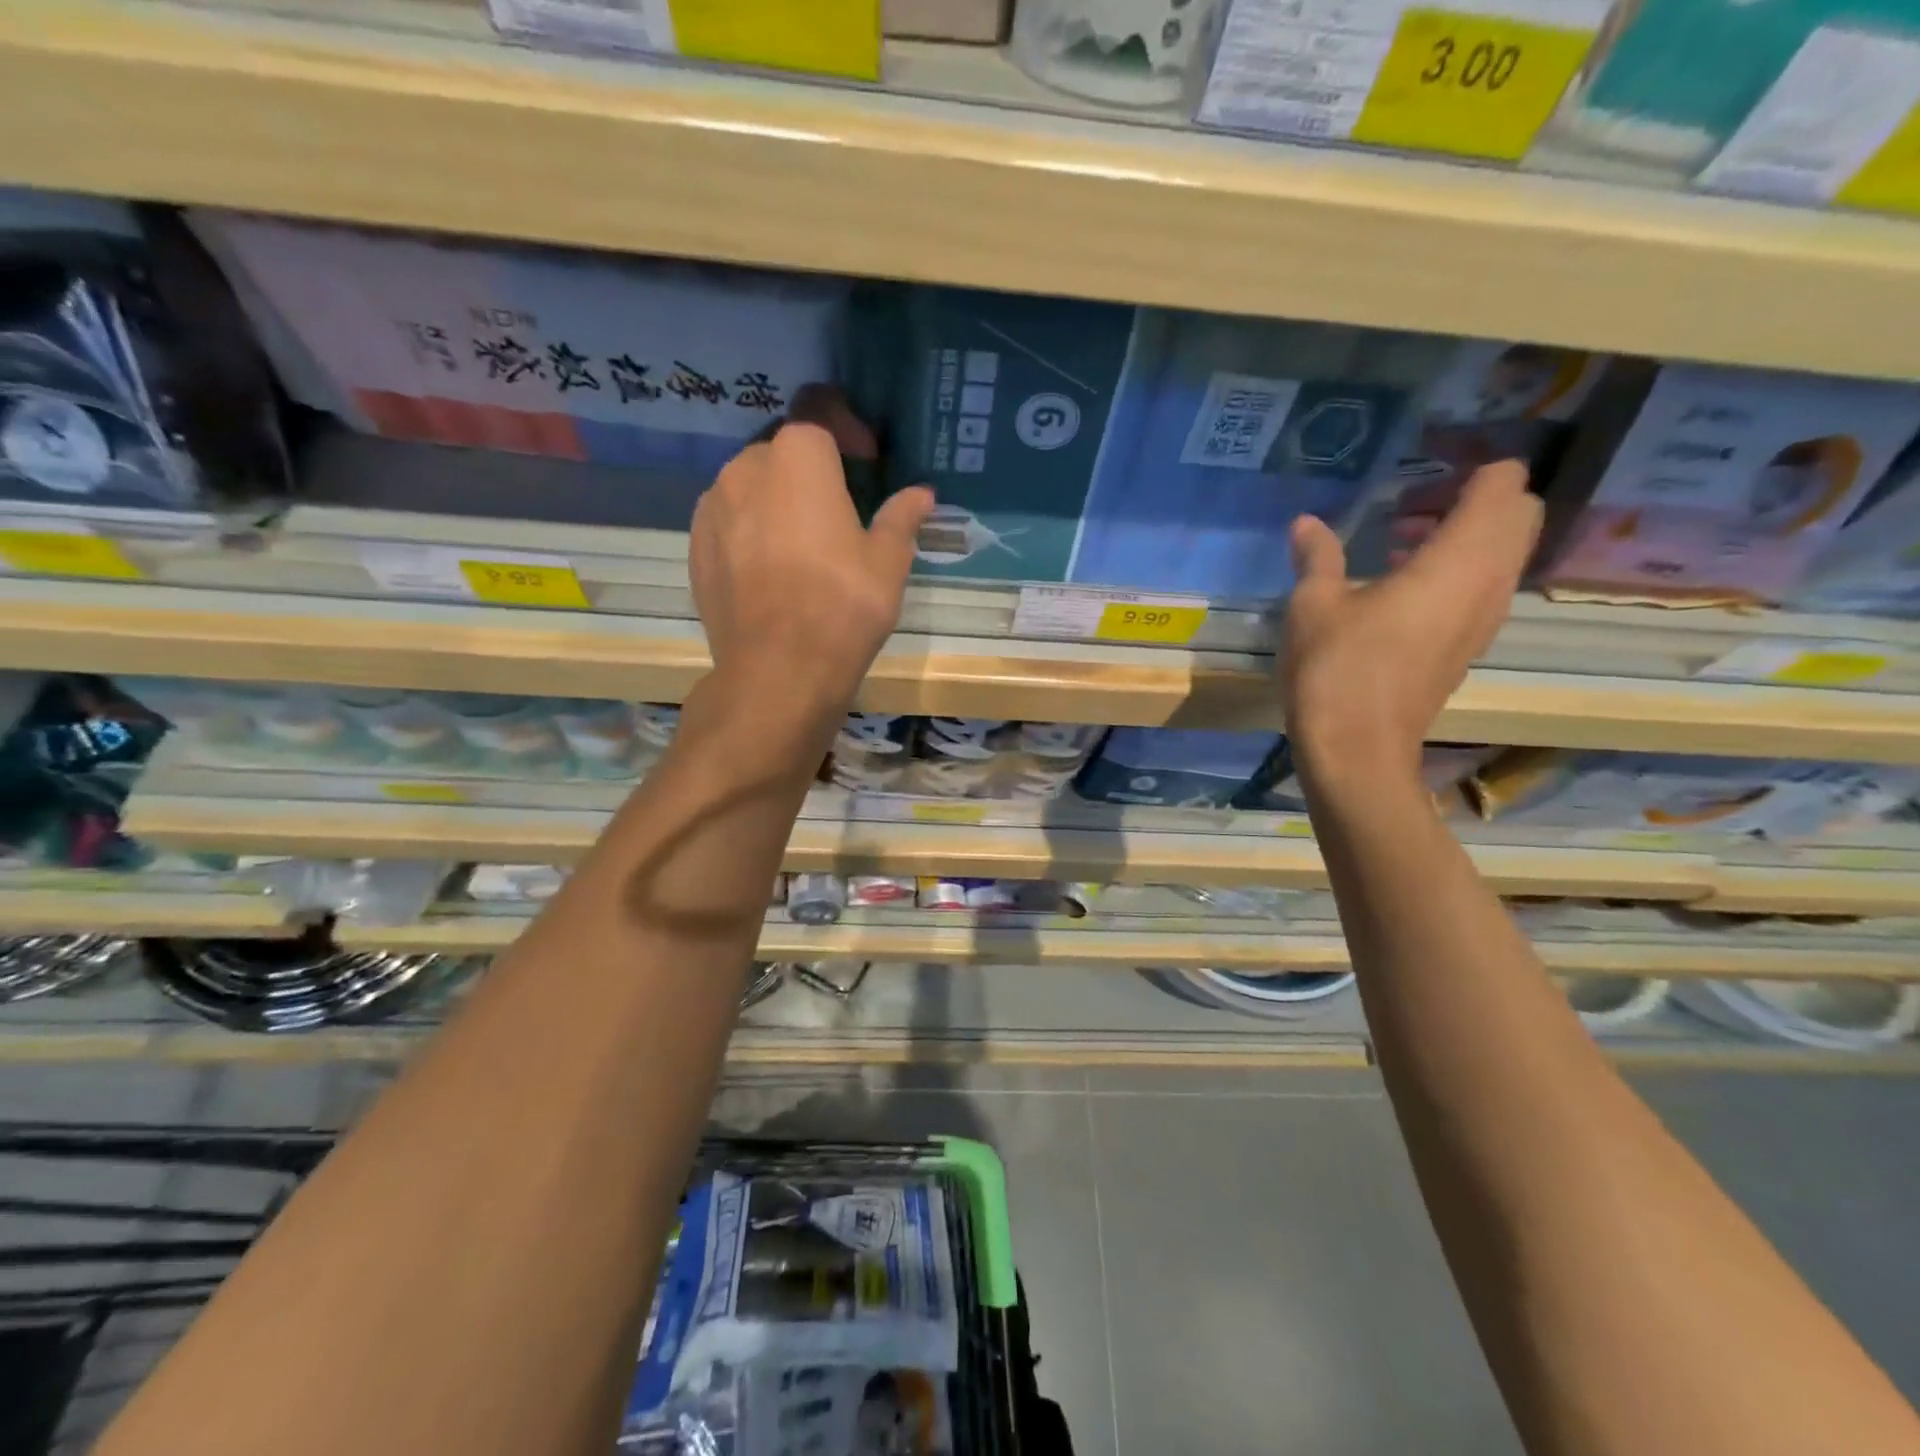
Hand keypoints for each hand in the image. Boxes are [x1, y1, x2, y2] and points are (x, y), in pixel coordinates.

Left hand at [691, 393, 933, 720]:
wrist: (778, 670)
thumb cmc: (843, 606)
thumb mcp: (887, 562)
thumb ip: (901, 518)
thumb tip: (922, 494)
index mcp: (798, 458)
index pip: (820, 413)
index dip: (847, 429)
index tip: (869, 460)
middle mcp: (745, 468)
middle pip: (782, 451)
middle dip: (812, 469)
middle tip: (841, 507)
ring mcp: (712, 508)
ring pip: (750, 486)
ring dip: (777, 499)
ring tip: (803, 542)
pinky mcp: (695, 548)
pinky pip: (728, 522)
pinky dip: (751, 530)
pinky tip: (772, 569)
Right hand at [1284, 460, 1540, 786]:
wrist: (1358, 751)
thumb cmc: (1336, 670)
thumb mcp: (1313, 606)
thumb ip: (1317, 556)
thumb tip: (1306, 523)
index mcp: (1459, 559)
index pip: (1502, 484)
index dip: (1469, 466)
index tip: (1419, 471)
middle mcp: (1489, 582)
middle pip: (1515, 514)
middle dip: (1471, 498)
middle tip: (1408, 508)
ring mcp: (1485, 618)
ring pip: (1503, 552)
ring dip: (1463, 535)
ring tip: (1396, 544)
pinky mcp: (1470, 645)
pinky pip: (1484, 586)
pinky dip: (1457, 570)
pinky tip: (1399, 586)